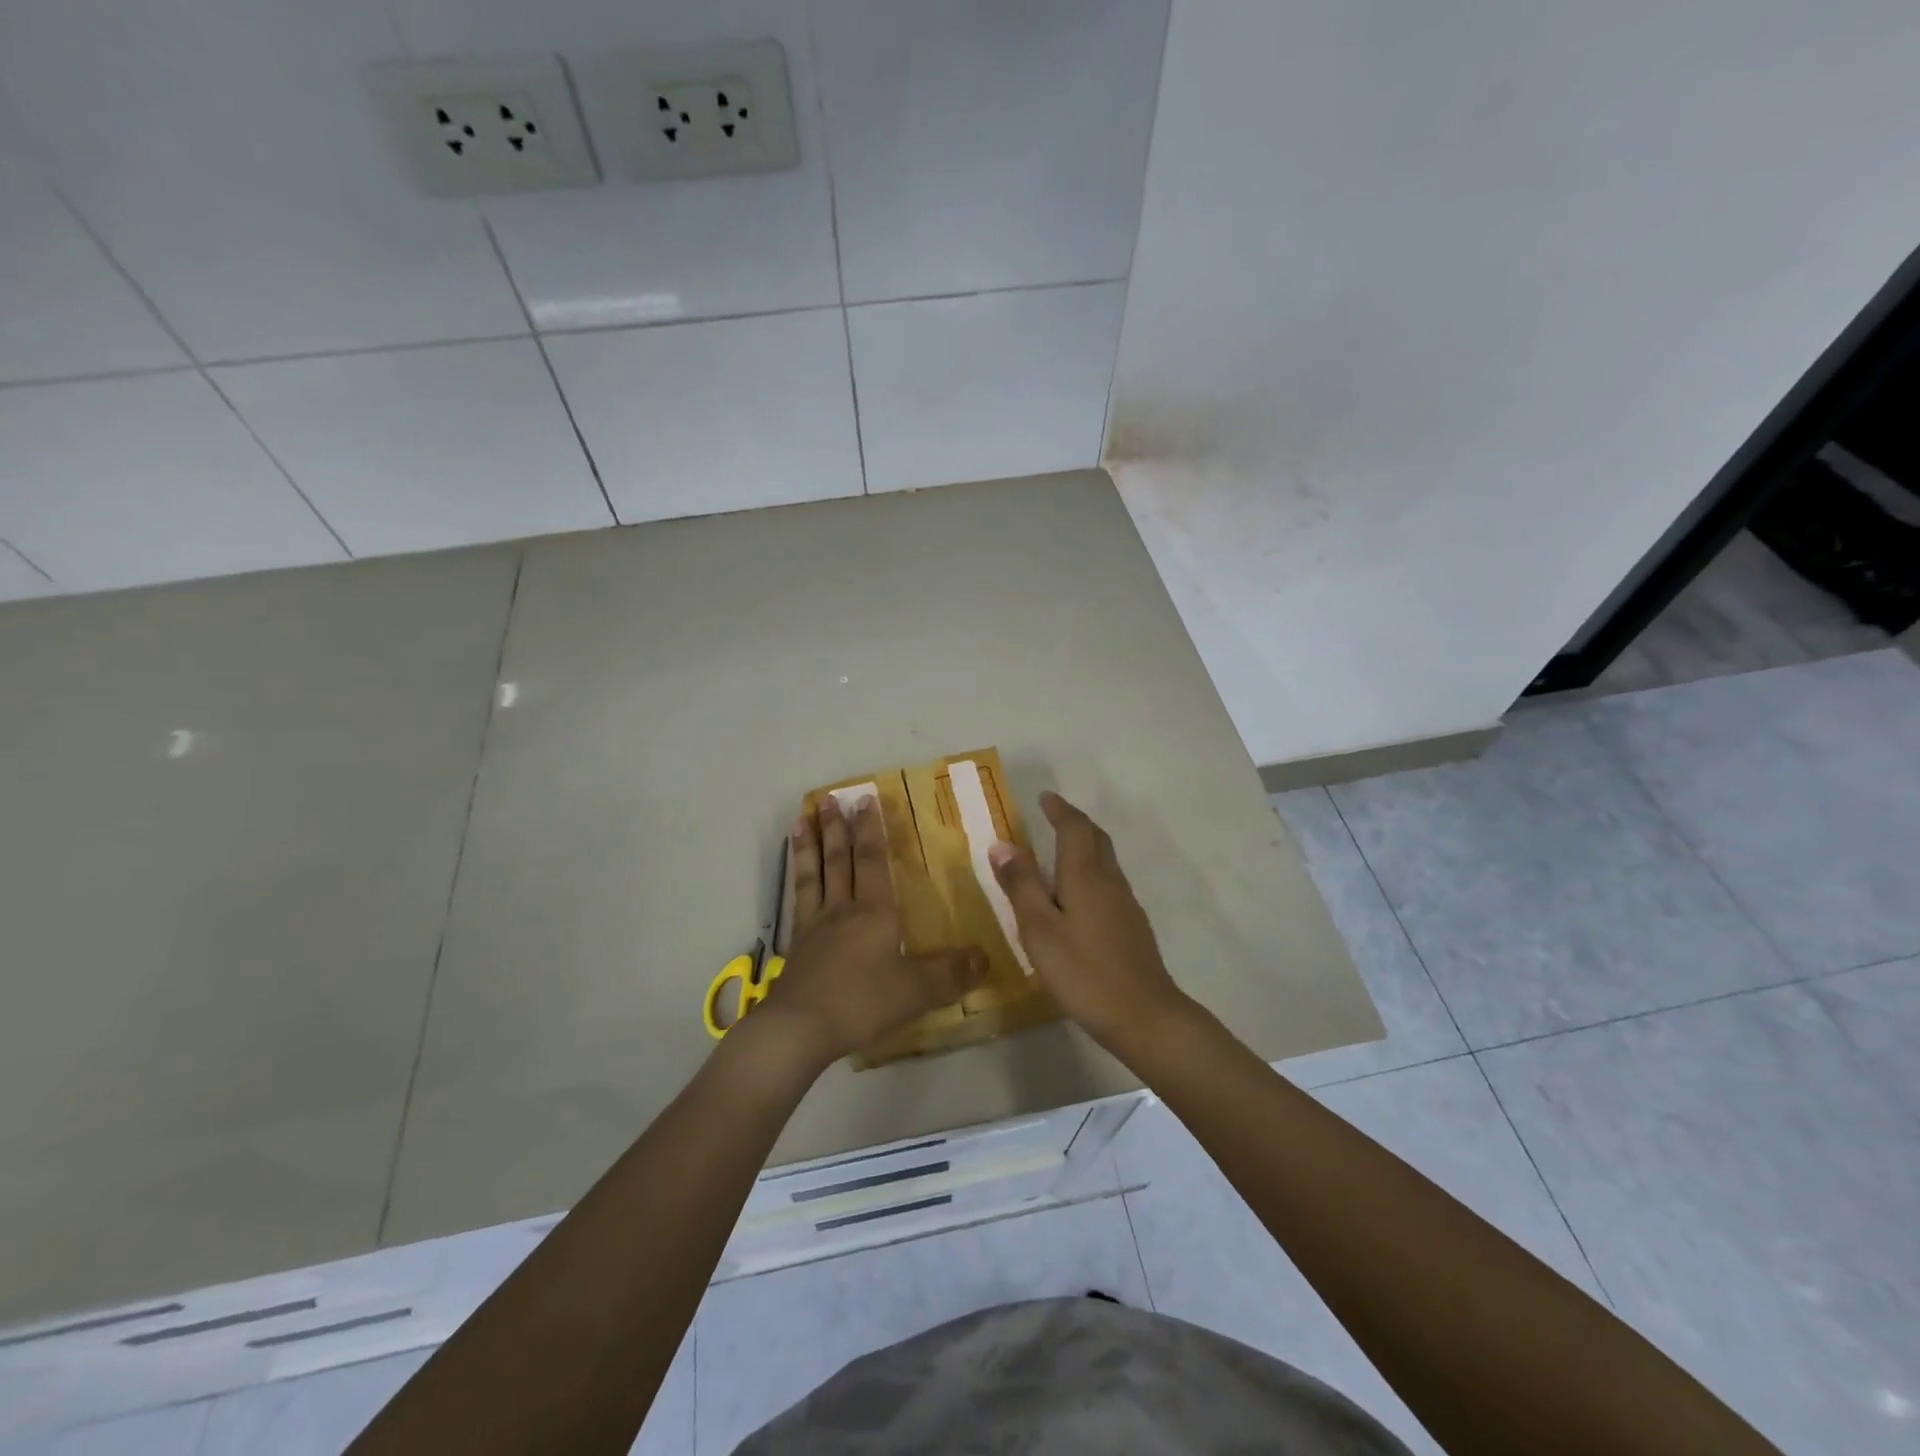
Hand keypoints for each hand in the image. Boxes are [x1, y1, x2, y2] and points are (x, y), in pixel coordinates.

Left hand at [762, 793, 984, 1067]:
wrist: (799, 1028)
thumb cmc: (861, 1003)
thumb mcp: (915, 991)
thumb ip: (951, 974)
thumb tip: (986, 957)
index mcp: (874, 912)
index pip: (873, 861)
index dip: (871, 830)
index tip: (866, 800)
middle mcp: (842, 909)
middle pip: (839, 860)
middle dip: (838, 828)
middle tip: (832, 798)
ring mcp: (815, 925)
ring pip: (814, 874)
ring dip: (810, 845)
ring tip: (802, 818)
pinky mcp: (796, 944)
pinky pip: (798, 899)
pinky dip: (796, 878)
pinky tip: (794, 871)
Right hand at [988, 791, 1190, 1055]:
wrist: (1145, 1015)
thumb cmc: (1083, 971)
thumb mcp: (1039, 929)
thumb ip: (1021, 886)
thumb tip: (1002, 844)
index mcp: (1085, 875)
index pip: (1074, 828)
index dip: (1059, 810)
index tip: (1044, 798)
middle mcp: (1109, 881)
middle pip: (1096, 838)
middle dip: (1075, 822)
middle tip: (1053, 815)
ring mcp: (1125, 904)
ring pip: (1105, 860)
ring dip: (1085, 844)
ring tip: (1061, 848)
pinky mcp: (1132, 926)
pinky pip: (1109, 882)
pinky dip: (1091, 870)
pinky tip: (1079, 893)